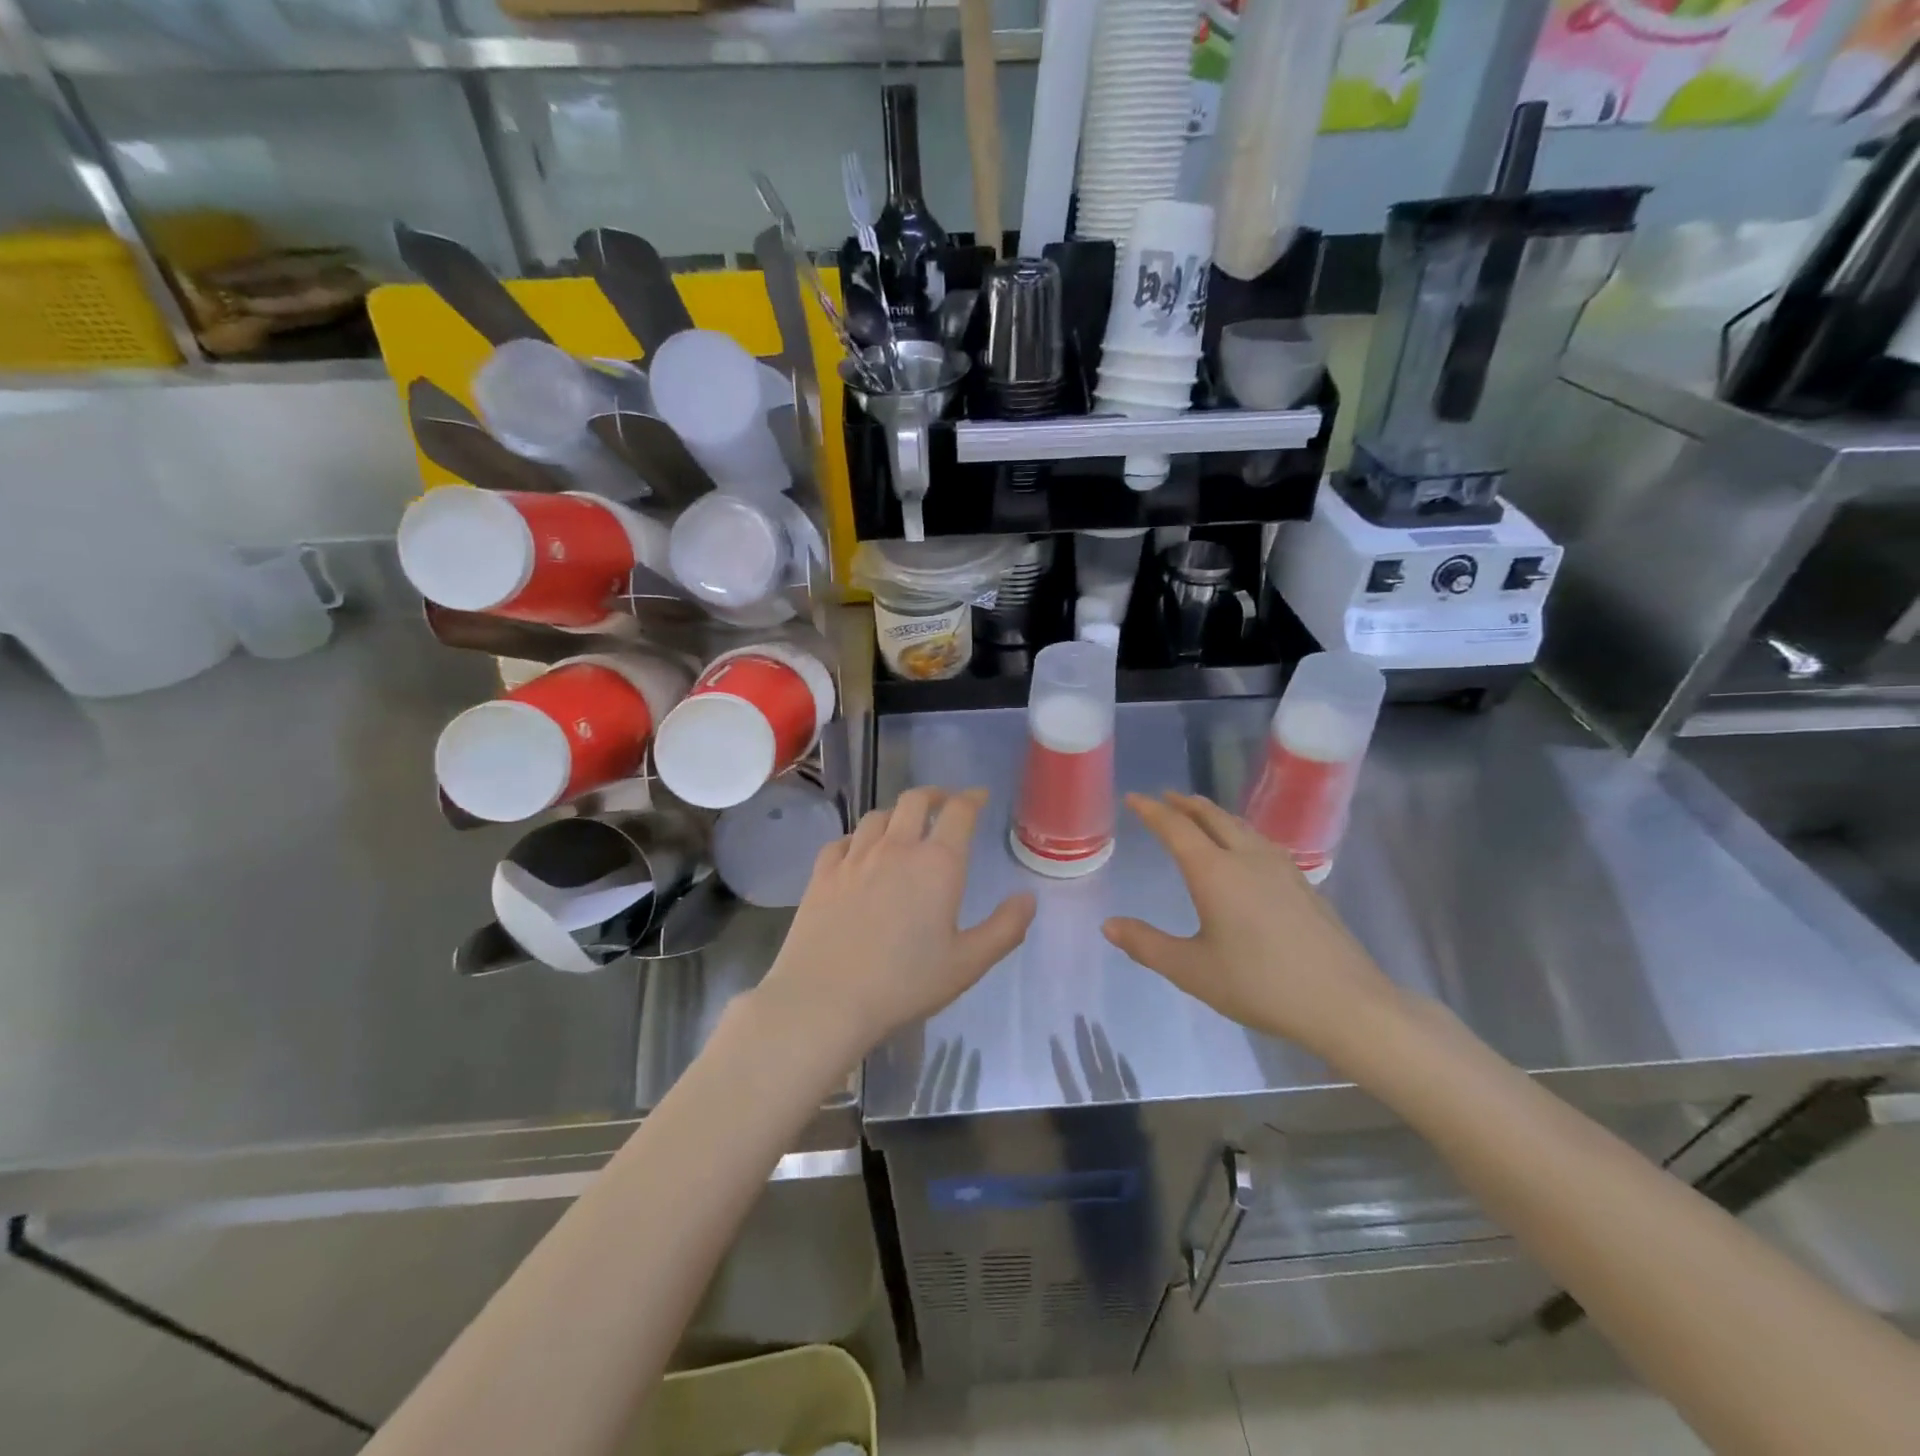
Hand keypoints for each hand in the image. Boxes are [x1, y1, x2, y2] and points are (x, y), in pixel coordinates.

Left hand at [756, 787, 1034, 1062]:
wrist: (826, 998)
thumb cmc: (905, 983)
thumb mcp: (968, 963)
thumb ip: (1005, 928)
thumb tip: (1028, 898)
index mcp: (937, 863)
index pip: (959, 812)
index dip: (972, 798)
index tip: (980, 797)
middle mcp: (897, 848)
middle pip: (915, 800)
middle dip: (935, 795)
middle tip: (944, 804)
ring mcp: (855, 857)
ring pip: (878, 816)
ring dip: (896, 814)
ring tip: (903, 827)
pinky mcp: (823, 873)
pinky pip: (842, 840)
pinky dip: (858, 838)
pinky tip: (859, 852)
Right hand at [1102, 792, 1403, 1066]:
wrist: (1344, 1002)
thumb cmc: (1260, 984)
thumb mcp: (1192, 970)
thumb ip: (1147, 945)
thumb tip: (1109, 926)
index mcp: (1214, 872)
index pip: (1176, 828)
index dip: (1151, 811)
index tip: (1133, 797)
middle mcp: (1246, 857)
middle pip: (1212, 817)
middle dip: (1185, 804)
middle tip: (1166, 797)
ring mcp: (1281, 867)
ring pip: (1240, 826)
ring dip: (1214, 815)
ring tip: (1201, 816)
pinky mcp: (1303, 883)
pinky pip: (1261, 841)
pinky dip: (1239, 831)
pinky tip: (1246, 849)